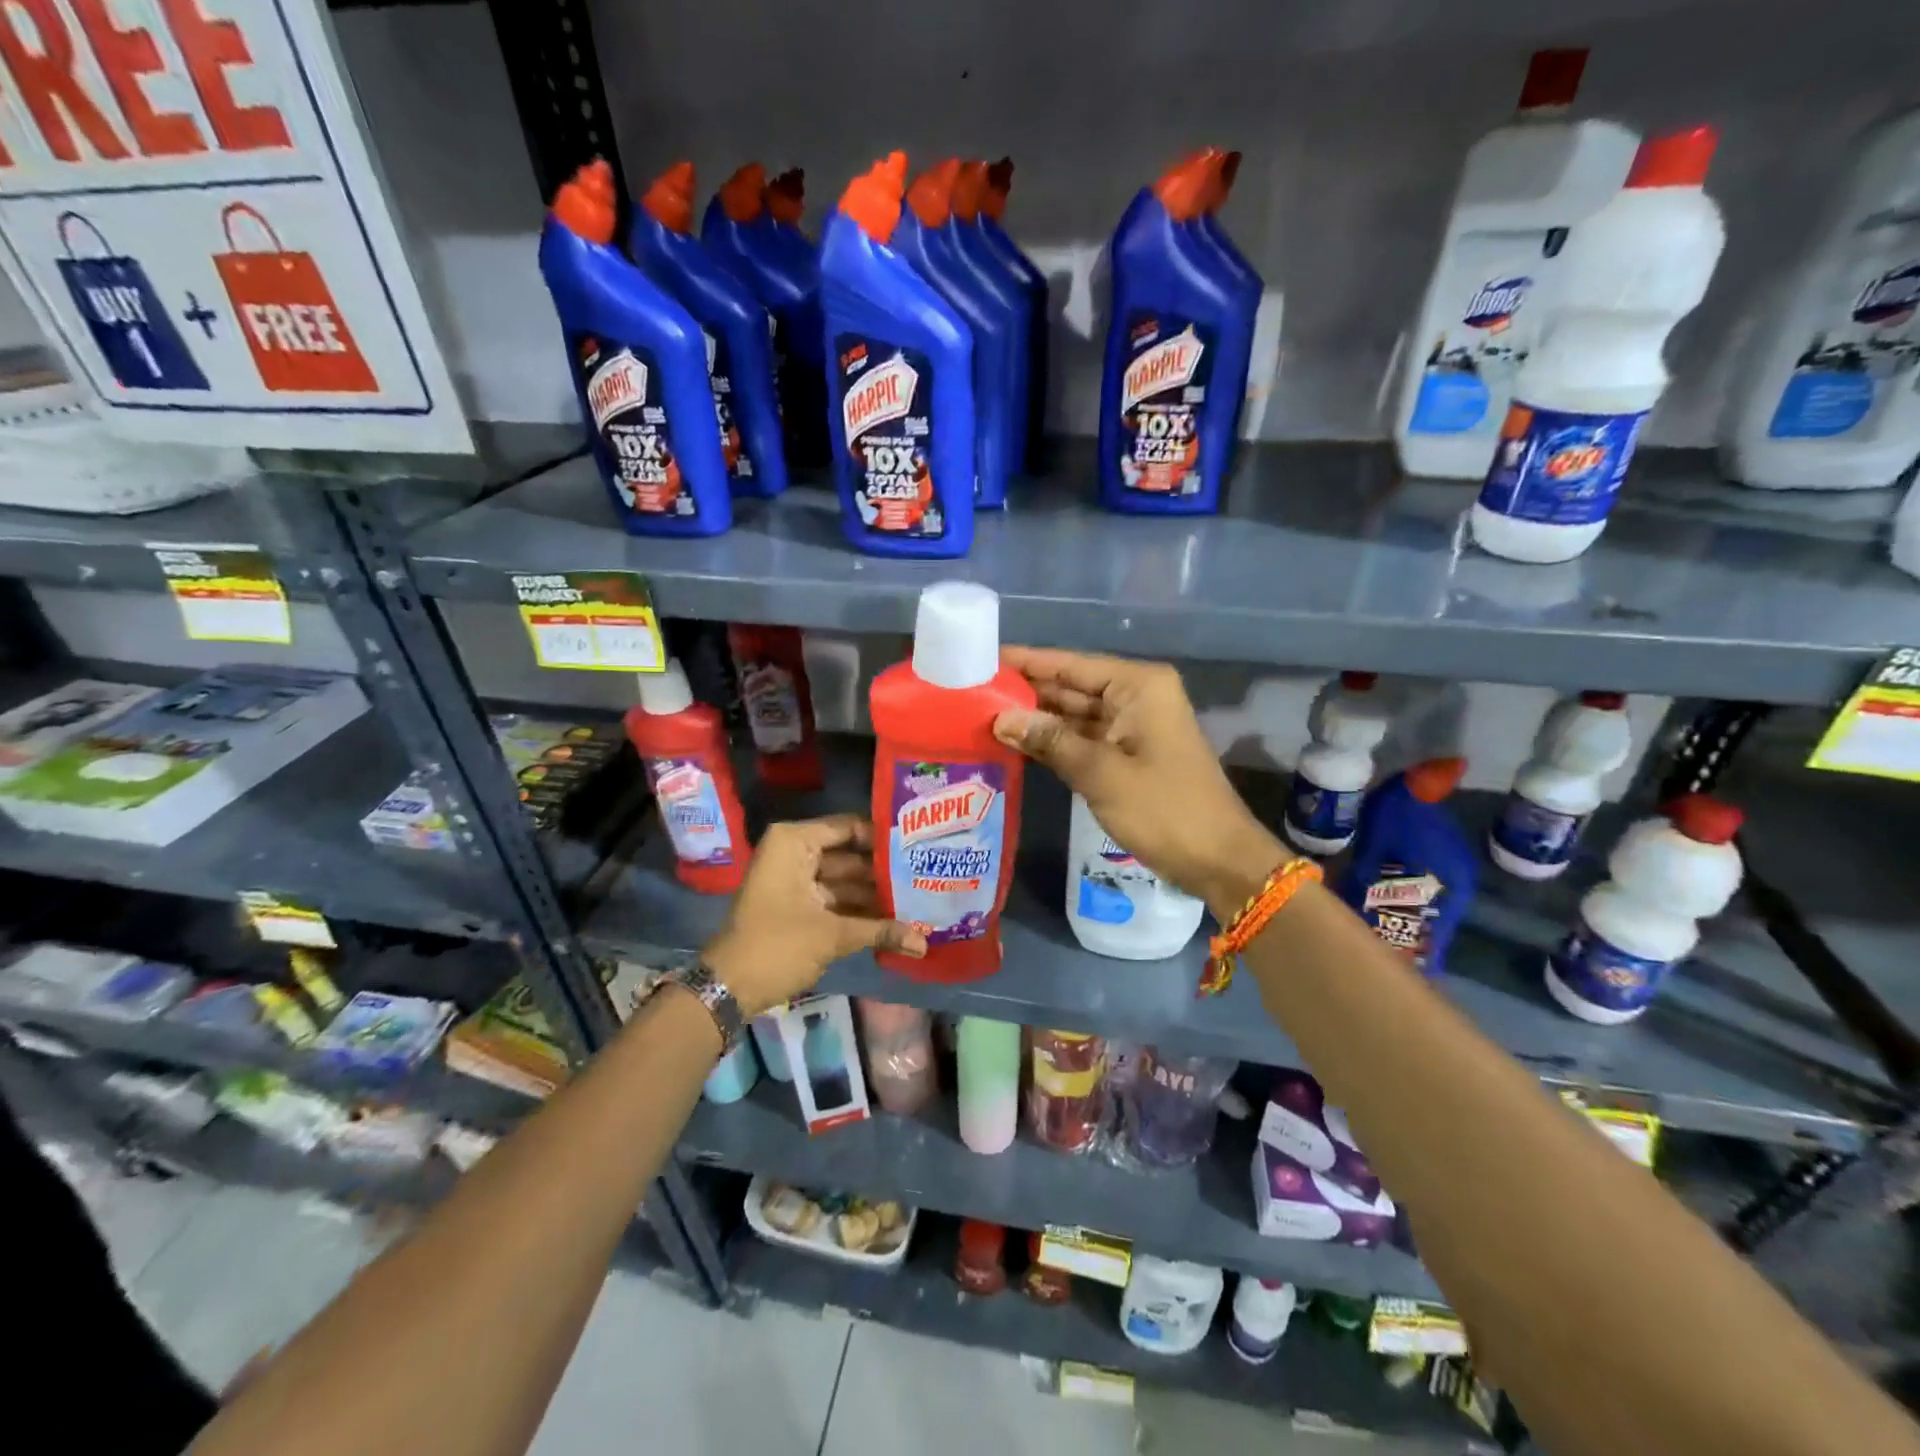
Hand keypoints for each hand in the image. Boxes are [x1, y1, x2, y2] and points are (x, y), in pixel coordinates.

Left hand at [703, 814, 925, 1016]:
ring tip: (922, 899)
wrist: (729, 988)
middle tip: (928, 875)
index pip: (849, 828)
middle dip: (885, 871)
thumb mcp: (832, 935)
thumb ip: (881, 931)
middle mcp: (796, 853)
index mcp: (795, 842)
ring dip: (877, 895)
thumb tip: (924, 943)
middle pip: (851, 855)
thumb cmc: (777, 946)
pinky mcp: (799, 906)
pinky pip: (836, 900)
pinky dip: (860, 911)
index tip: (921, 845)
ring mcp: (796, 880)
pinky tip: (897, 920)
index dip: (884, 838)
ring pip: (846, 881)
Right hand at [993, 647, 1283, 915]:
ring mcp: (1132, 727)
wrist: (1218, 860)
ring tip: (982, 715)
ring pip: (1074, 714)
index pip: (1071, 665)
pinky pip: (1083, 739)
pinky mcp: (1128, 755)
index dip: (1027, 662)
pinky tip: (1015, 744)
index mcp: (1138, 686)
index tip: (983, 659)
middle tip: (971, 692)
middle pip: (1071, 687)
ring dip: (1036, 719)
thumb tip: (1001, 719)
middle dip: (1026, 691)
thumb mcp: (1102, 773)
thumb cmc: (1165, 809)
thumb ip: (1050, 741)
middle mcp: (1135, 697)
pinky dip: (1054, 742)